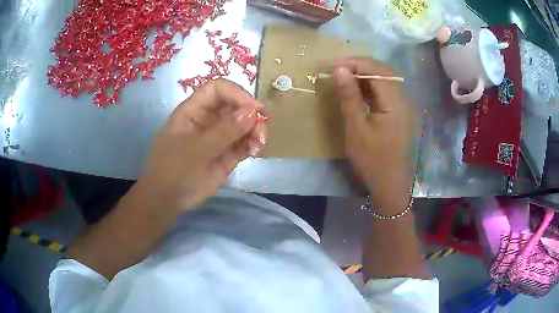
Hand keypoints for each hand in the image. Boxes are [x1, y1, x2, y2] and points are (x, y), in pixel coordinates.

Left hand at [135, 79, 265, 211]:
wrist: (168, 200)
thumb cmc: (173, 170)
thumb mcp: (195, 149)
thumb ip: (224, 131)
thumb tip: (252, 112)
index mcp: (194, 110)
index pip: (217, 89)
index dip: (236, 94)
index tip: (254, 109)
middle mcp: (208, 119)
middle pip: (235, 105)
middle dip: (251, 115)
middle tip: (261, 130)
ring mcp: (219, 137)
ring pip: (244, 125)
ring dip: (256, 131)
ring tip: (259, 146)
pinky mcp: (228, 154)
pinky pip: (245, 143)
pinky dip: (254, 145)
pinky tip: (256, 152)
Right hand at [332, 58, 418, 208]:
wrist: (389, 182)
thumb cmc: (372, 158)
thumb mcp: (356, 127)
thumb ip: (349, 96)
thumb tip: (339, 69)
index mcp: (394, 102)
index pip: (377, 70)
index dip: (355, 63)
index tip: (334, 66)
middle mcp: (402, 99)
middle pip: (383, 71)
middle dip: (359, 66)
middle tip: (338, 70)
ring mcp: (401, 105)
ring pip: (384, 80)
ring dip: (364, 75)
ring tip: (344, 78)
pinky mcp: (397, 111)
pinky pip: (384, 91)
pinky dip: (369, 87)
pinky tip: (356, 91)